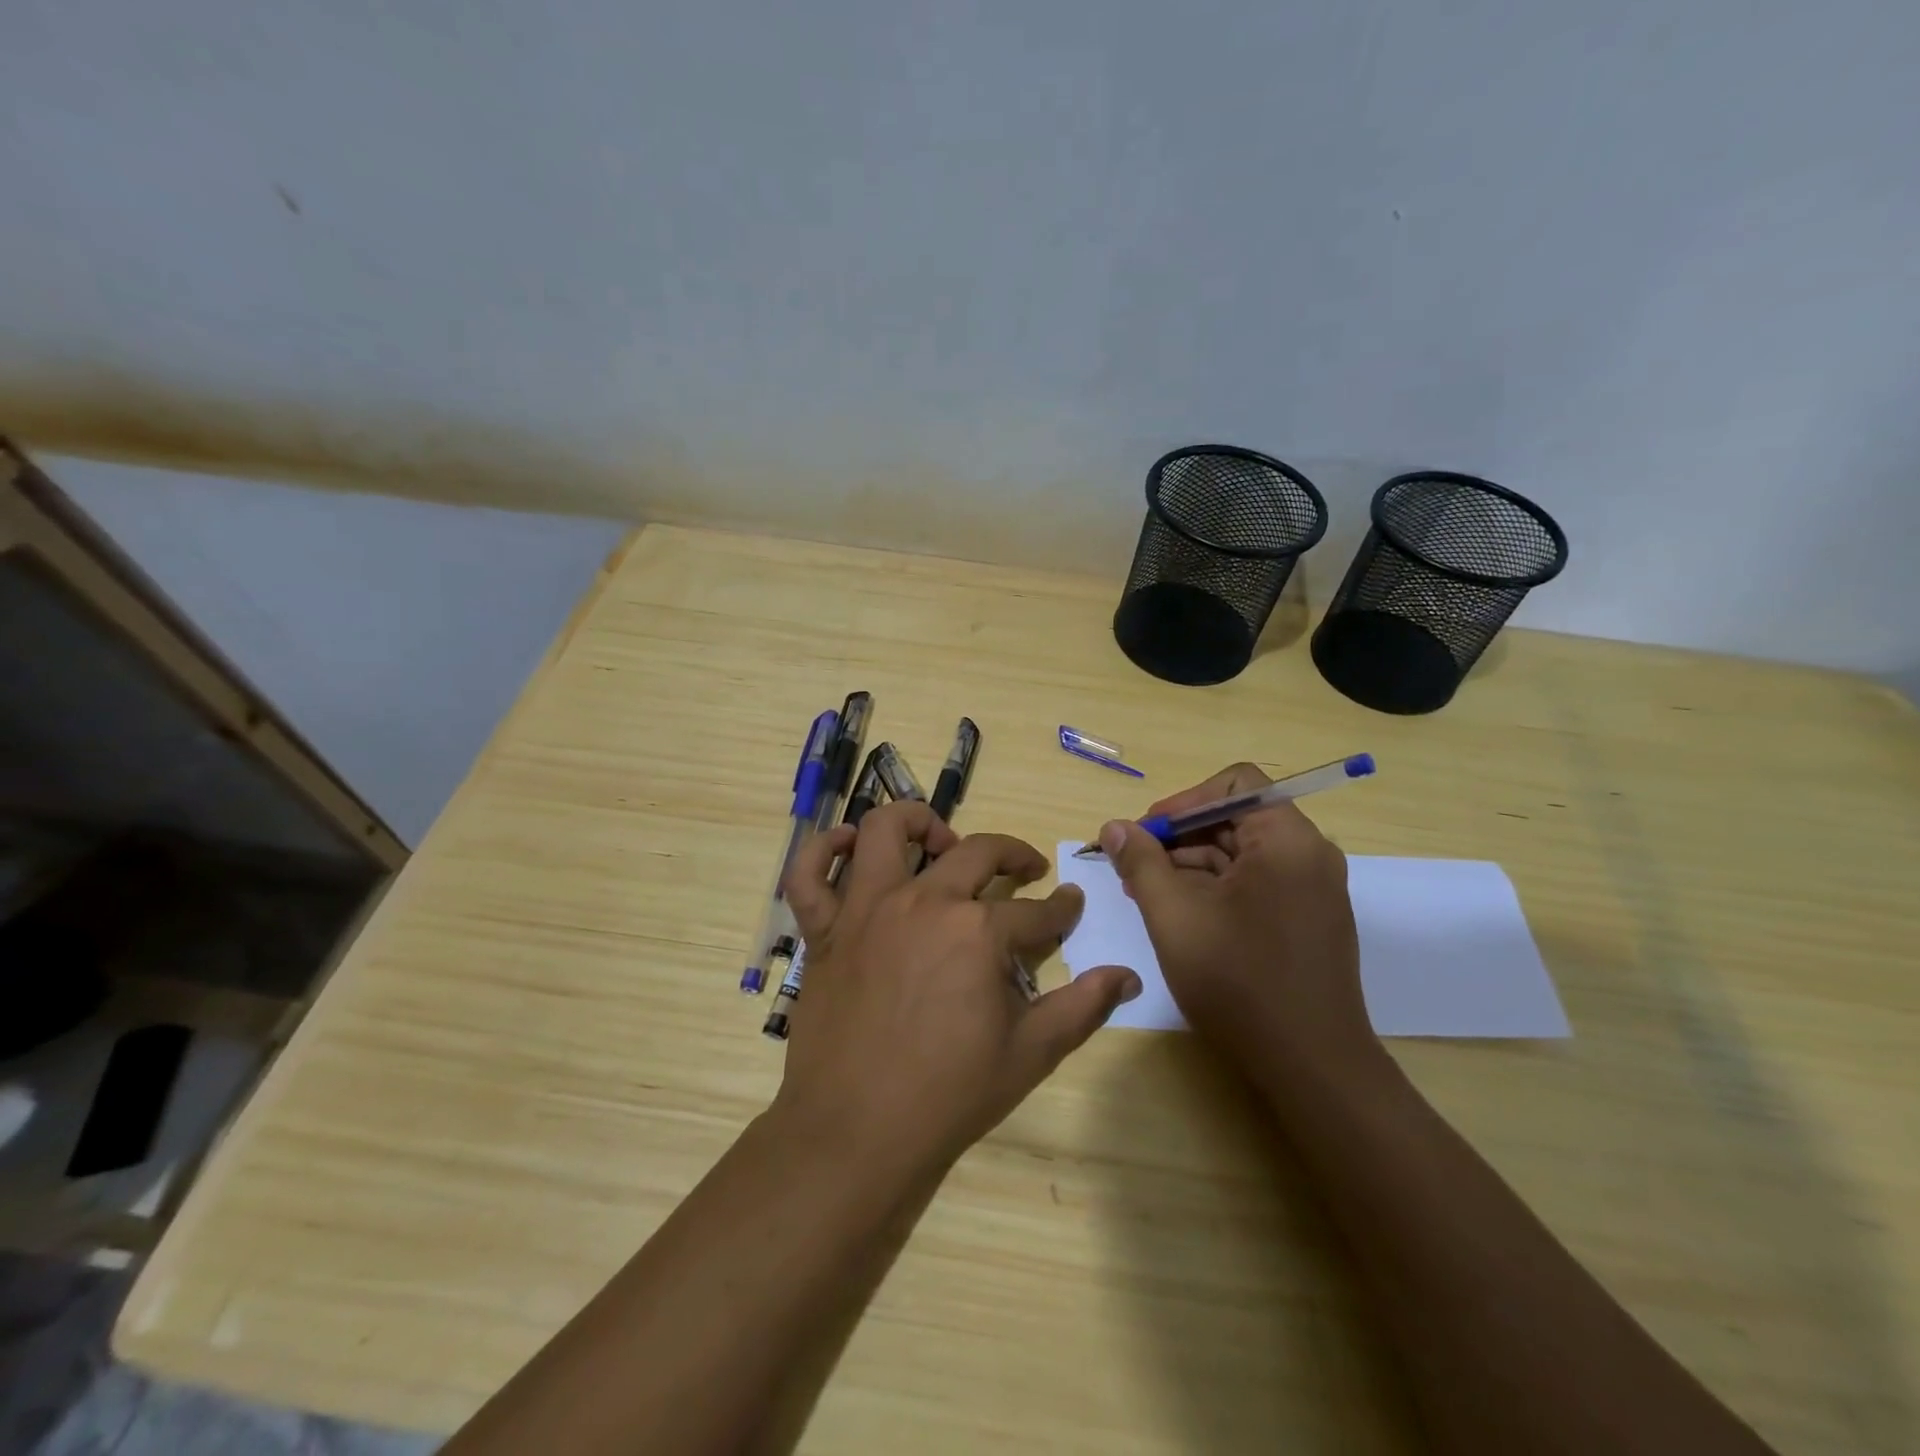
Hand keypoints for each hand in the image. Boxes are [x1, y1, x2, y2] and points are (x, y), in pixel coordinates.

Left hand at [776, 800, 1140, 1171]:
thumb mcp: (1031, 1053)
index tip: (1071, 904)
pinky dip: (822, 850)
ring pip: (886, 832)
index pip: (1036, 910)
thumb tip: (1129, 975)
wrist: (857, 1133)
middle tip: (1025, 870)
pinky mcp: (825, 930)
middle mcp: (923, 902)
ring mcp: (867, 910)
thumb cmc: (949, 1094)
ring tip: (941, 841)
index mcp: (977, 931)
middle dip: (1013, 854)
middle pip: (977, 852)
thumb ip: (1083, 1006)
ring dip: (919, 823)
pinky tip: (848, 848)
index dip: (1062, 908)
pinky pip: (808, 874)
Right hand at [1098, 763, 1383, 1094]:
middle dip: (1180, 836)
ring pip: (1242, 853)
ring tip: (1146, 892)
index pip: (1235, 783)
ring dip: (1191, 863)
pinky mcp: (1308, 919)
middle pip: (1236, 817)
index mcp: (1287, 841)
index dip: (1184, 800)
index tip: (1147, 833)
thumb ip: (1141, 863)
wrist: (1312, 1068)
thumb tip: (1114, 827)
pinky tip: (1180, 914)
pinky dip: (1215, 888)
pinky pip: (1256, 882)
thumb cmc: (1239, 983)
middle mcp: (1308, 855)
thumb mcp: (1174, 916)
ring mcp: (1312, 889)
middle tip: (1135, 865)